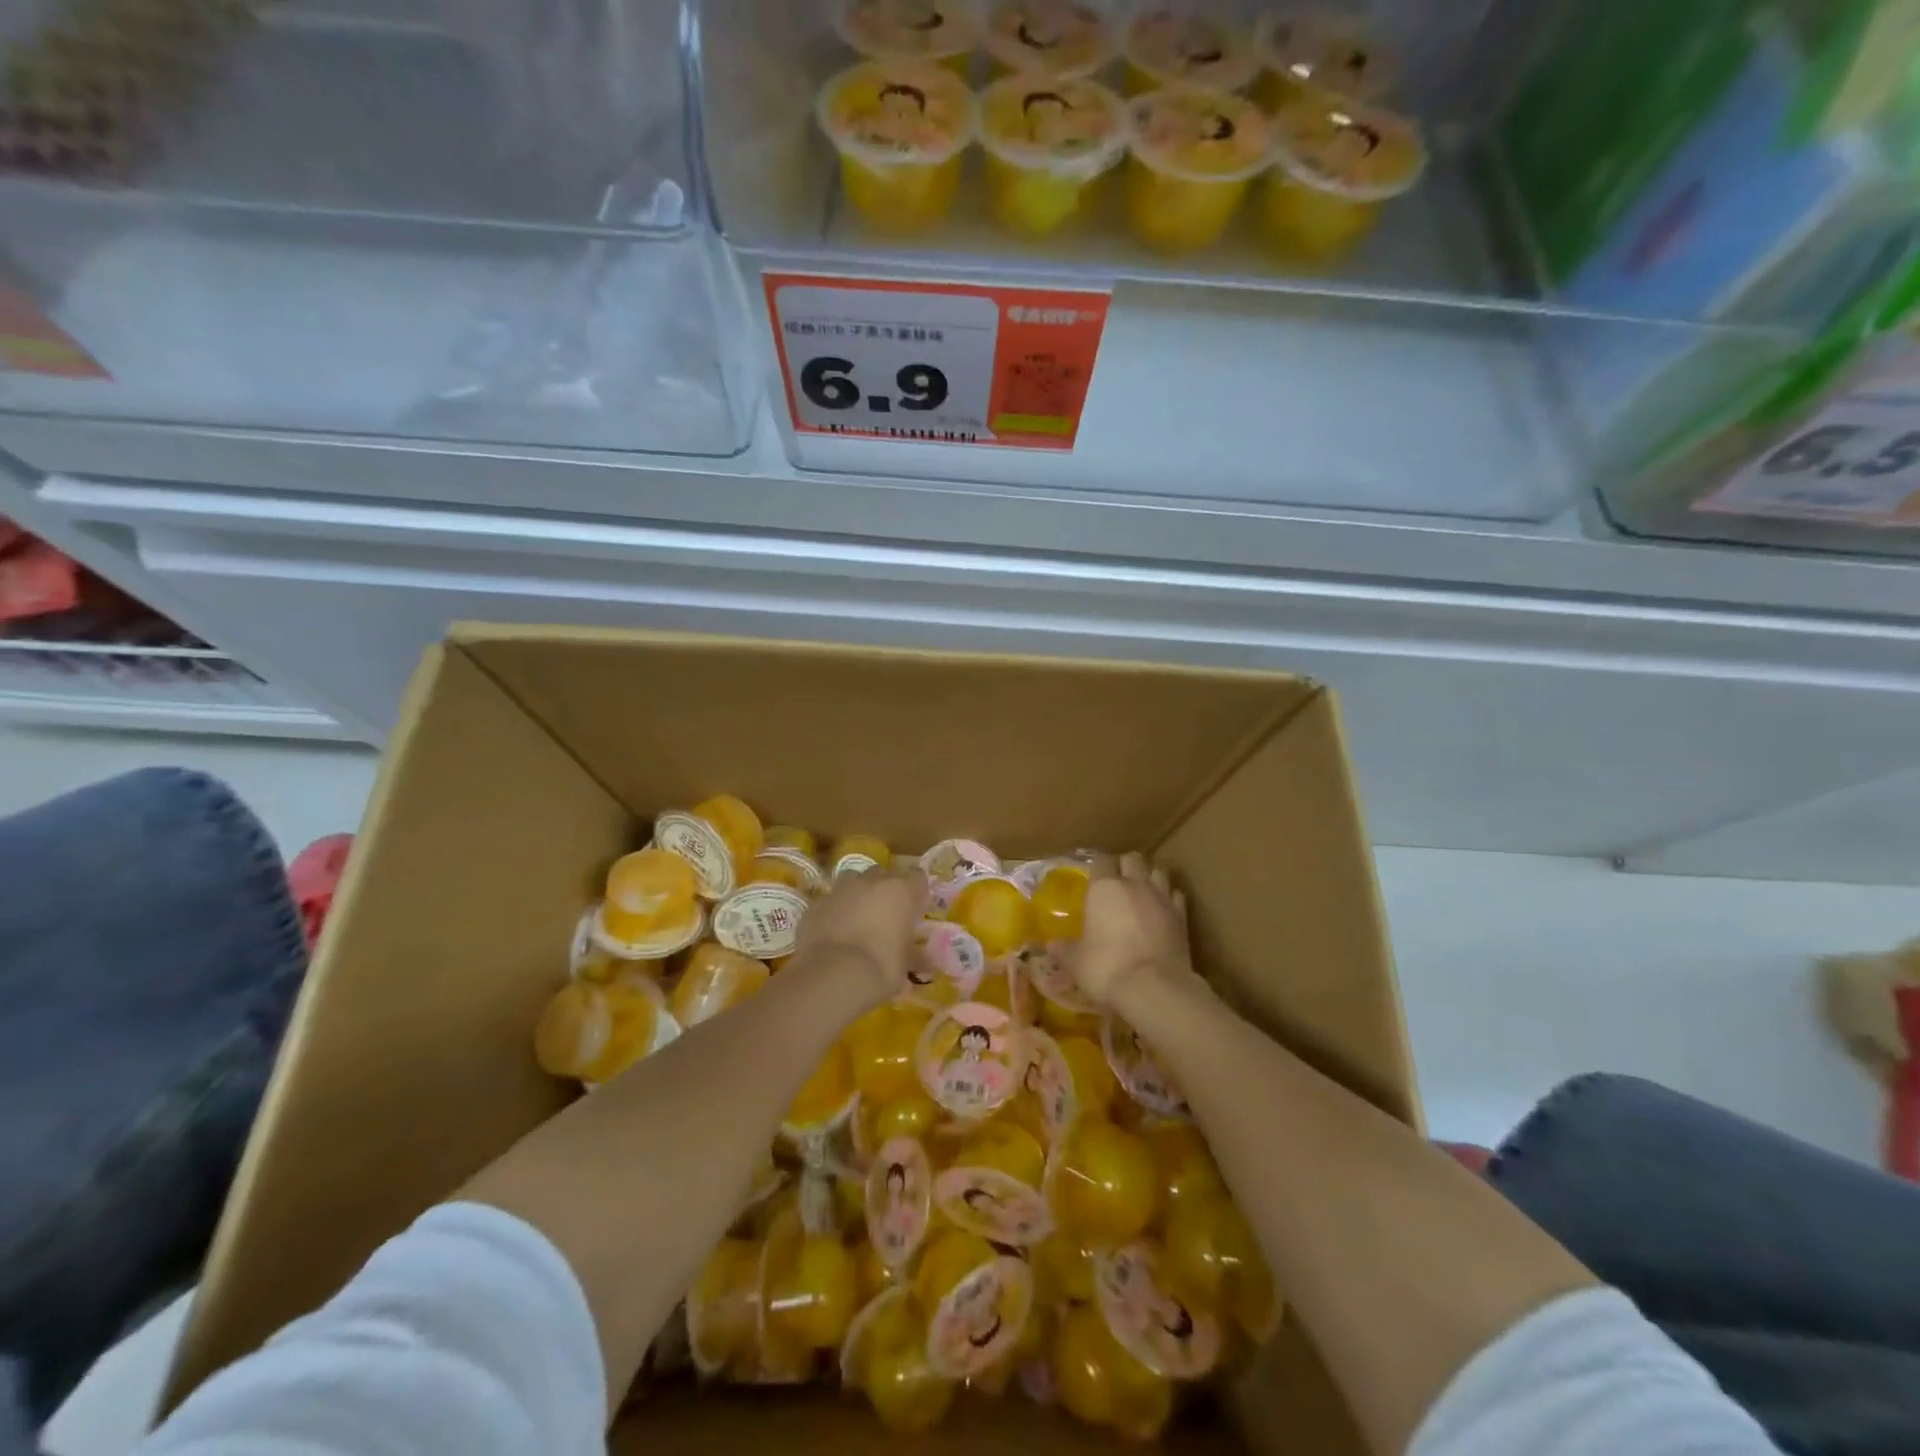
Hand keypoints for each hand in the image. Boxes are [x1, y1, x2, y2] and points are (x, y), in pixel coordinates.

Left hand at [796, 866, 925, 1004]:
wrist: (832, 977)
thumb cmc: (881, 968)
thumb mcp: (906, 965)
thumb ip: (916, 955)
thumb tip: (927, 960)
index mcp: (900, 890)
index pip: (918, 877)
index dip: (917, 893)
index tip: (916, 911)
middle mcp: (871, 881)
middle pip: (884, 875)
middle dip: (886, 891)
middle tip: (887, 917)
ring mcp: (840, 889)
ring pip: (854, 881)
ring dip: (859, 895)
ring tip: (859, 920)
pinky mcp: (815, 904)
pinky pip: (831, 902)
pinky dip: (835, 912)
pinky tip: (835, 933)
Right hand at [1067, 853, 1192, 1009]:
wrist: (1154, 988)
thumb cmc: (1106, 968)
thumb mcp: (1076, 962)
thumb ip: (1064, 949)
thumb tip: (1051, 945)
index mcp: (1104, 888)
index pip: (1101, 860)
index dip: (1097, 867)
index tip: (1093, 877)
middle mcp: (1134, 885)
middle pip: (1132, 859)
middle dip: (1125, 866)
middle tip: (1117, 882)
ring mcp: (1162, 898)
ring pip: (1158, 871)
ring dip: (1150, 877)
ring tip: (1142, 892)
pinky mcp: (1183, 916)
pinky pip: (1176, 895)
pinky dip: (1170, 898)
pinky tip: (1163, 909)